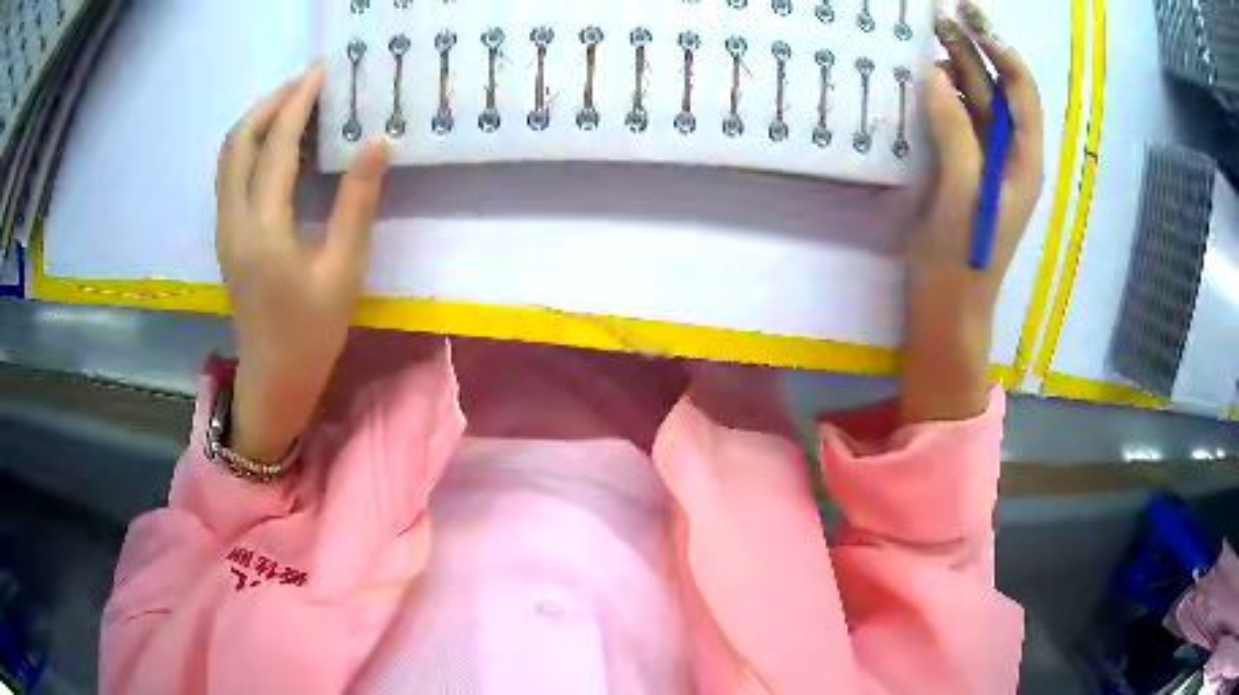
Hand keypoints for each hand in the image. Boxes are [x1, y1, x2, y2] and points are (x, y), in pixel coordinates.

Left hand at [215, 64, 390, 461]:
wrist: (273, 378)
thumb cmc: (312, 332)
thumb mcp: (343, 270)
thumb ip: (357, 203)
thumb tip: (377, 143)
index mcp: (263, 228)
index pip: (277, 146)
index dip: (299, 102)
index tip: (321, 70)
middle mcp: (234, 220)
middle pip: (239, 141)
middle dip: (271, 103)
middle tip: (307, 84)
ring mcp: (225, 228)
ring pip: (229, 156)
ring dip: (258, 121)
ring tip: (293, 104)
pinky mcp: (227, 235)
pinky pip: (230, 173)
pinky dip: (251, 145)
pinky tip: (277, 145)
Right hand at [899, 2, 1043, 424]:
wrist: (947, 307)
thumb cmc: (963, 257)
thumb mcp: (964, 193)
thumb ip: (955, 133)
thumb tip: (934, 76)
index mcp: (1023, 161)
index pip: (1023, 94)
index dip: (1003, 54)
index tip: (972, 24)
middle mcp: (1009, 156)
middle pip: (996, 91)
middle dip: (973, 52)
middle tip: (939, 18)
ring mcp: (984, 163)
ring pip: (975, 103)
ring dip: (954, 70)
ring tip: (924, 41)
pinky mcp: (960, 171)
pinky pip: (955, 122)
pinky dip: (940, 98)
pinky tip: (919, 82)